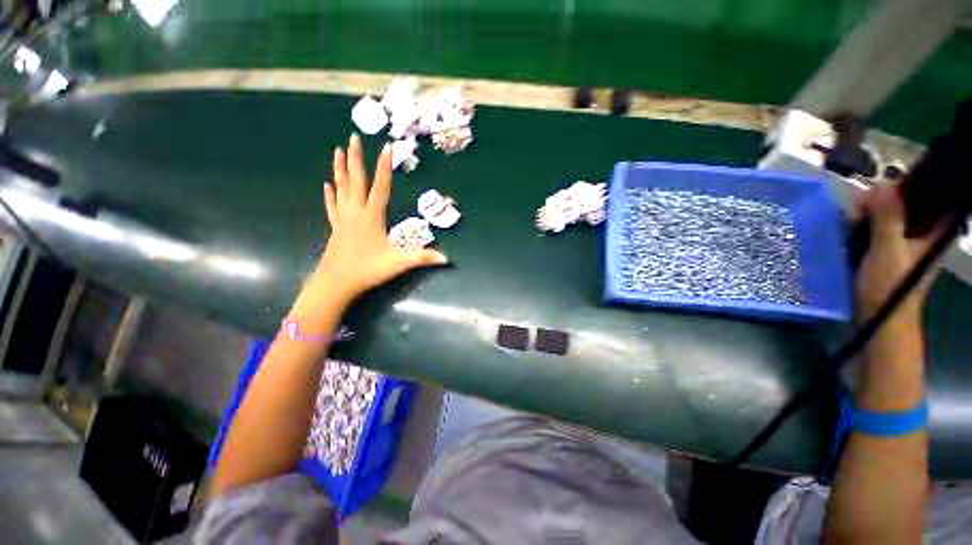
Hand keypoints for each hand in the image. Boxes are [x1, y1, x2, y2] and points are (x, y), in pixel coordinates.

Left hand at [314, 134, 447, 302]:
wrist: (335, 283)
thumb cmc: (367, 271)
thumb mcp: (398, 264)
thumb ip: (422, 258)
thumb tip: (447, 258)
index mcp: (371, 217)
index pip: (380, 187)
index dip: (385, 167)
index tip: (386, 146)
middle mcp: (356, 212)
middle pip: (356, 181)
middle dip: (356, 158)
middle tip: (353, 137)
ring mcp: (343, 219)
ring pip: (341, 188)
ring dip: (340, 169)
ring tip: (337, 150)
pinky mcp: (336, 227)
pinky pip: (332, 206)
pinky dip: (330, 194)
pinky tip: (327, 185)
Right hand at [854, 183, 941, 322]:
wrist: (880, 319)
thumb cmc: (890, 287)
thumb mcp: (887, 251)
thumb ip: (888, 218)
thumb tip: (883, 185)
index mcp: (936, 230)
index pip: (933, 193)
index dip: (911, 184)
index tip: (883, 188)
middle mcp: (926, 231)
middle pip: (910, 200)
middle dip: (884, 199)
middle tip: (860, 208)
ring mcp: (908, 240)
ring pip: (893, 212)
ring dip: (872, 211)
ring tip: (853, 219)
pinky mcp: (892, 247)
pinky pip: (881, 224)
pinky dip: (867, 222)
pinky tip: (853, 227)